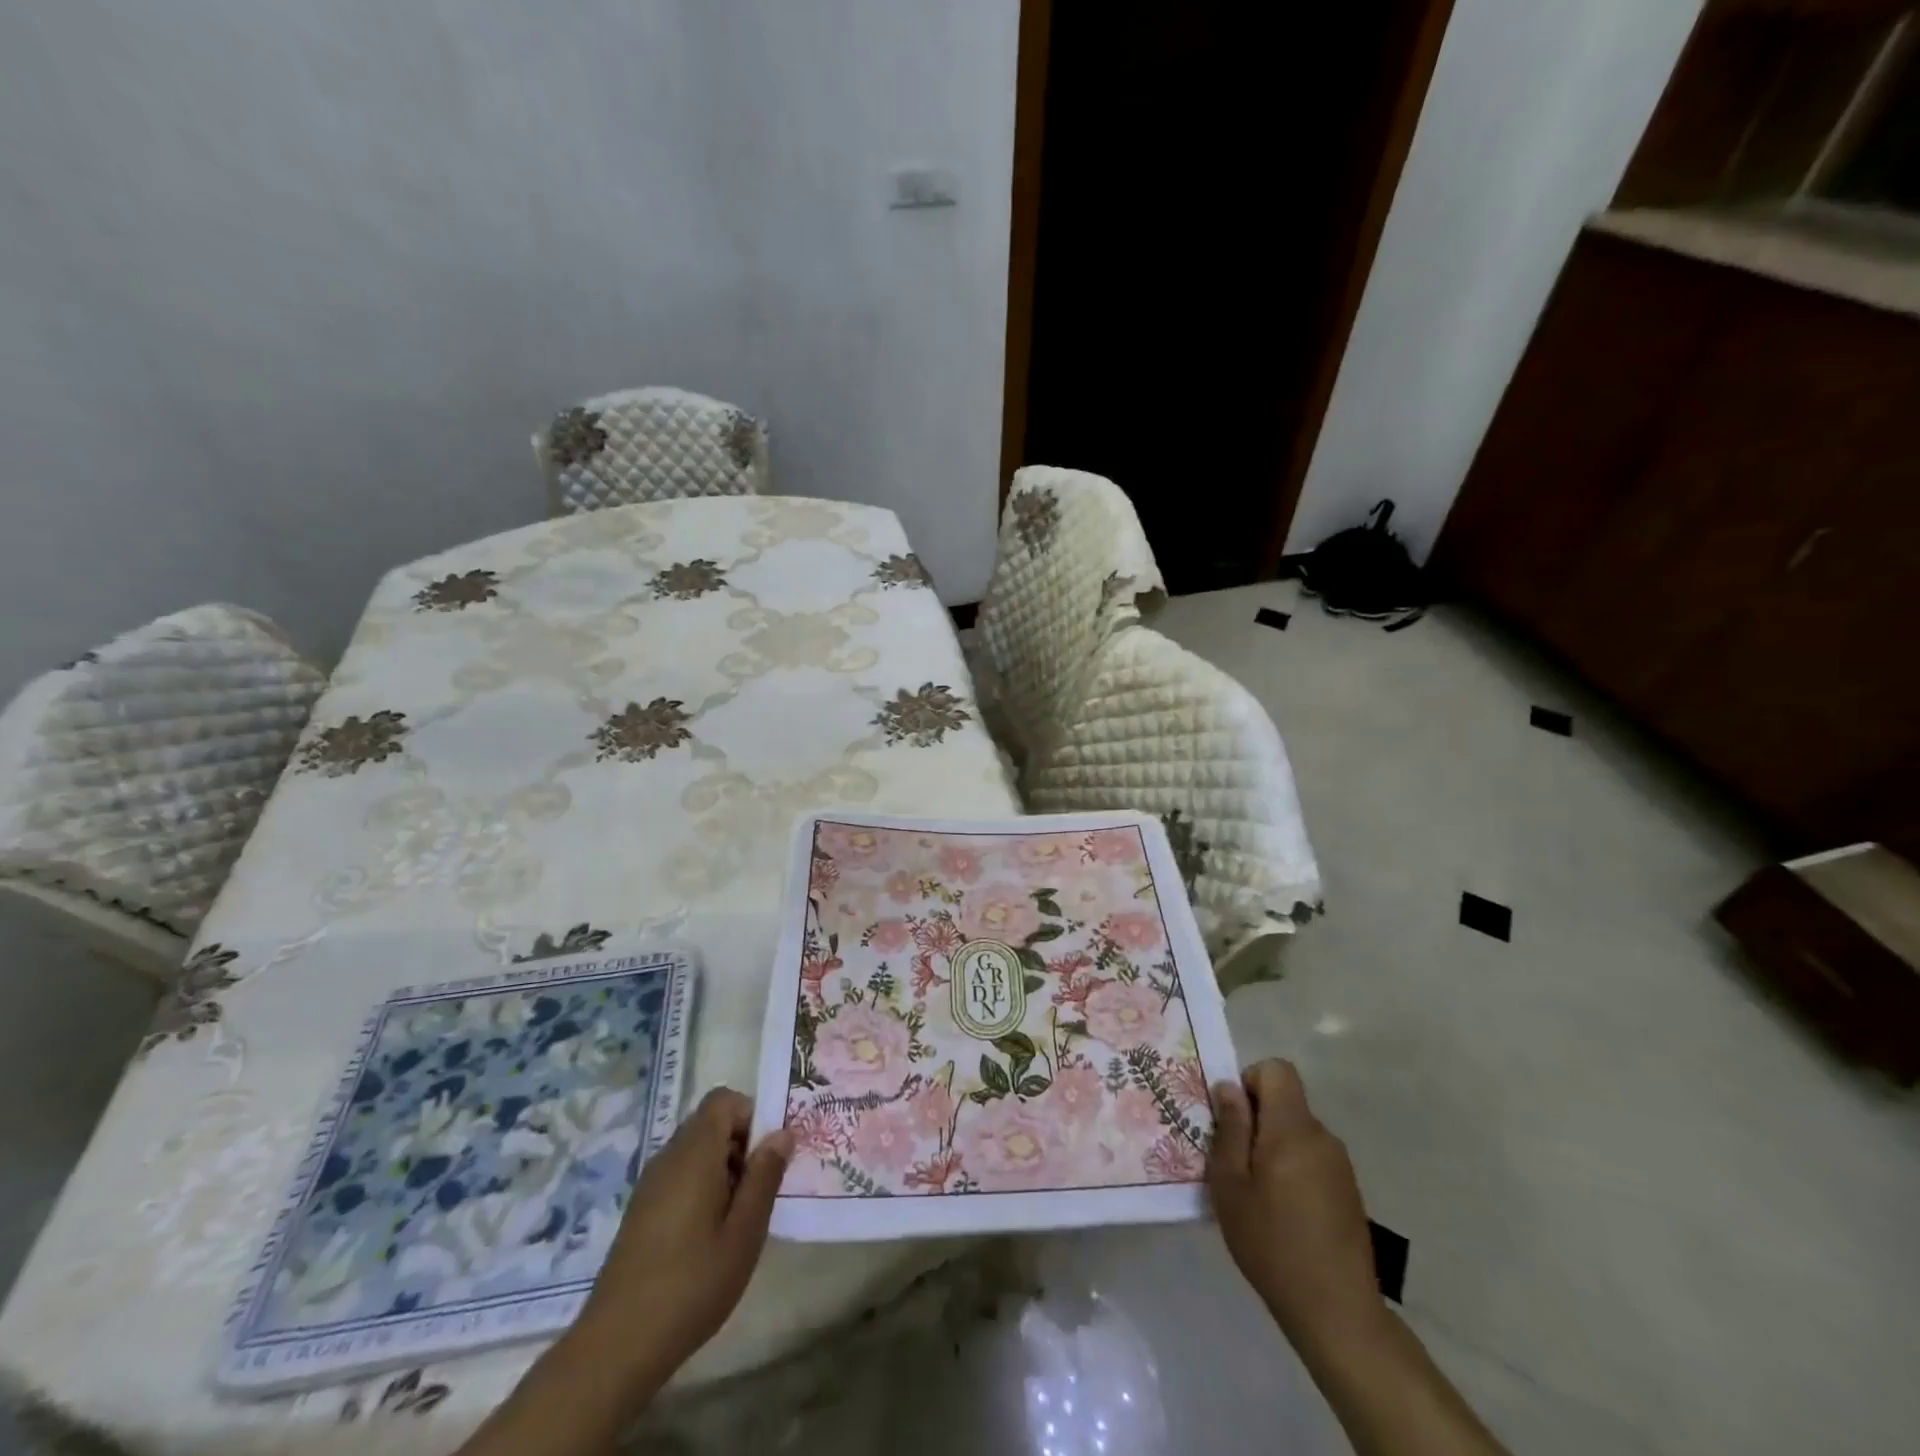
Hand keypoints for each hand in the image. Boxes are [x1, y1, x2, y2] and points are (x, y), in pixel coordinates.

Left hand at [568, 1087, 791, 1396]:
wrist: (617, 1346)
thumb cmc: (692, 1284)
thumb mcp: (744, 1232)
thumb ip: (765, 1176)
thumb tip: (782, 1133)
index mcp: (694, 1153)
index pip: (724, 1100)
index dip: (751, 1116)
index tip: (768, 1156)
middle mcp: (669, 1157)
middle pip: (710, 1123)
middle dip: (741, 1144)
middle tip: (760, 1190)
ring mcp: (650, 1184)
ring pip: (696, 1151)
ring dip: (723, 1168)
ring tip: (738, 1217)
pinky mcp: (641, 1210)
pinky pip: (679, 1175)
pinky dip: (702, 1187)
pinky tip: (710, 1236)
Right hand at [1208, 1059, 1382, 1355]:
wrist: (1337, 1311)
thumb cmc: (1272, 1242)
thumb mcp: (1231, 1184)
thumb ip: (1230, 1129)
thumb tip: (1229, 1087)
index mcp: (1292, 1128)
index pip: (1277, 1070)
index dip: (1250, 1082)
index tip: (1234, 1120)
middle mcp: (1322, 1137)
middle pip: (1286, 1103)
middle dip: (1257, 1120)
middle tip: (1235, 1163)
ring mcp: (1340, 1165)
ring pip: (1297, 1133)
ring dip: (1274, 1147)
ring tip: (1257, 1193)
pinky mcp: (1348, 1192)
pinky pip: (1312, 1159)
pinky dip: (1293, 1170)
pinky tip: (1283, 1213)